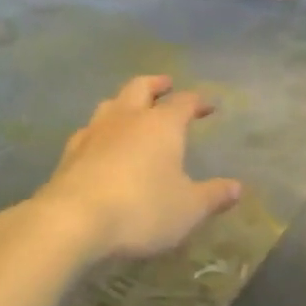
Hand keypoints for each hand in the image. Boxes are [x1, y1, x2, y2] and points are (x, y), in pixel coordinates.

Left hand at [34, 75, 242, 261]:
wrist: (72, 221)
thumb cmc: (142, 209)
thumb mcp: (188, 209)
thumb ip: (213, 196)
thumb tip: (236, 187)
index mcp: (161, 125)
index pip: (184, 102)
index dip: (198, 101)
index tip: (209, 105)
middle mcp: (127, 119)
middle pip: (140, 88)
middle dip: (156, 84)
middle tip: (166, 84)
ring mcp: (94, 134)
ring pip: (110, 104)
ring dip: (124, 102)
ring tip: (131, 108)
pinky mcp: (69, 155)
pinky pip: (88, 131)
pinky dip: (100, 130)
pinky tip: (100, 142)